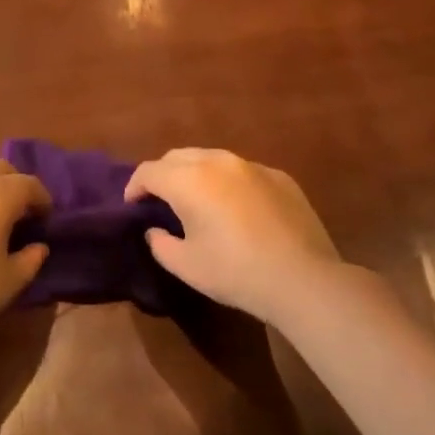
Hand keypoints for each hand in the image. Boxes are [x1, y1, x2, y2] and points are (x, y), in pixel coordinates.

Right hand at [125, 149, 344, 326]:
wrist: (302, 278)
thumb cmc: (235, 272)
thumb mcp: (186, 266)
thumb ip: (160, 244)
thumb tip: (155, 231)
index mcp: (188, 180)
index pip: (149, 171)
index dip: (135, 186)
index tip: (132, 205)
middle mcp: (218, 161)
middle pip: (177, 157)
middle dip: (163, 174)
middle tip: (160, 200)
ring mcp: (252, 166)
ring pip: (211, 158)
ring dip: (195, 174)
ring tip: (196, 199)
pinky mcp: (279, 176)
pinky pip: (242, 171)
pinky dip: (228, 182)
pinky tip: (236, 208)